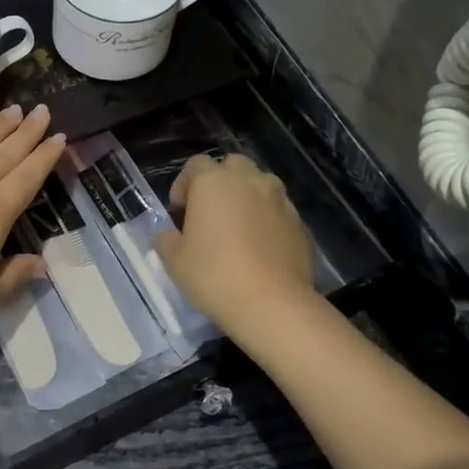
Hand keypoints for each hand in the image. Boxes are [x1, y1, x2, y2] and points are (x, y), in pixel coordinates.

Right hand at [153, 153, 315, 331]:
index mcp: (213, 182)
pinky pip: (278, 211)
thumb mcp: (174, 261)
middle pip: (232, 167)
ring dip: (247, 198)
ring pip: (260, 185)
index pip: (195, 165)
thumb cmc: (214, 275)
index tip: (180, 212)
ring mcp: (280, 199)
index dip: (184, 185)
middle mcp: (249, 180)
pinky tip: (261, 248)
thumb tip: (171, 235)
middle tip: (210, 214)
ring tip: (239, 229)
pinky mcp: (300, 222)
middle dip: (219, 184)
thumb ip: (167, 239)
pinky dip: (267, 220)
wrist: (272, 303)